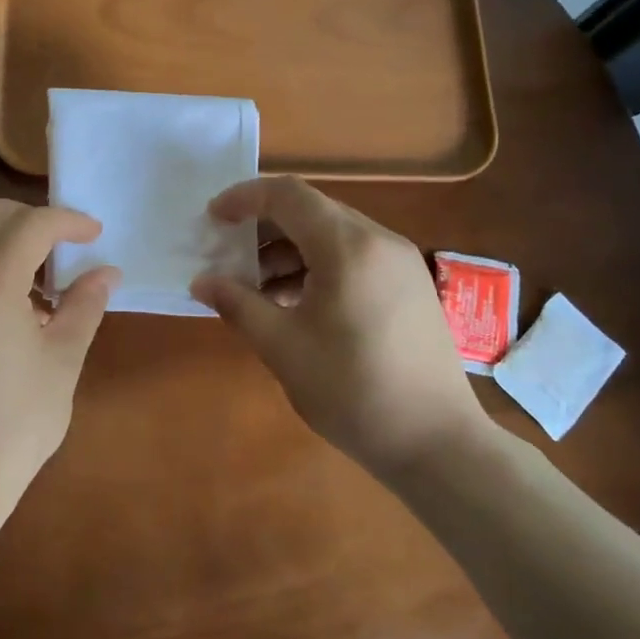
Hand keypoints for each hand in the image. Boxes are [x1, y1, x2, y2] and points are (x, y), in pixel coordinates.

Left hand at [0, 199, 119, 512]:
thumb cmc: (17, 423)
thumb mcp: (63, 360)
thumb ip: (85, 305)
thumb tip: (106, 273)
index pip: (29, 225)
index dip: (67, 221)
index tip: (94, 234)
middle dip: (28, 218)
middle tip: (62, 246)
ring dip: (3, 239)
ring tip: (40, 279)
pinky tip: (11, 304)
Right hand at [190, 176, 493, 478]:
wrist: (436, 442)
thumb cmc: (352, 390)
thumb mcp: (282, 347)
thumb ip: (238, 304)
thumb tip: (202, 282)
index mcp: (348, 247)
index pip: (288, 195)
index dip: (243, 198)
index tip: (211, 219)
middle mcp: (379, 241)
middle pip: (311, 210)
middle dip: (263, 226)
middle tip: (228, 254)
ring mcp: (400, 263)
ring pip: (332, 235)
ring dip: (289, 250)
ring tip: (255, 287)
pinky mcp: (409, 287)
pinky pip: (354, 257)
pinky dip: (317, 266)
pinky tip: (294, 303)